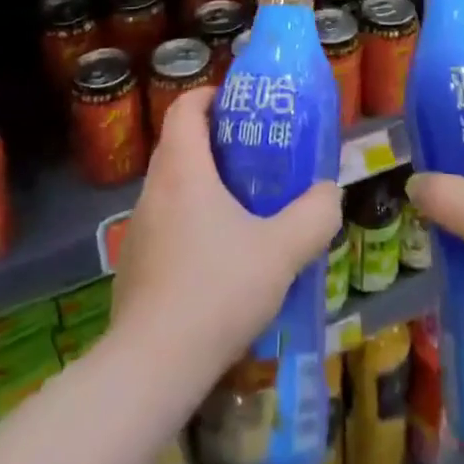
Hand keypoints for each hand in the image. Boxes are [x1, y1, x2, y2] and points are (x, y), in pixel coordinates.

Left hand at [112, 87, 340, 380]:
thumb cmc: (217, 290)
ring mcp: (138, 230)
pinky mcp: (134, 266)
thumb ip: (315, 215)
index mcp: (182, 169)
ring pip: (172, 187)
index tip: (241, 104)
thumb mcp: (282, 250)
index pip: (186, 107)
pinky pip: (165, 225)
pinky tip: (219, 261)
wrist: (152, 367)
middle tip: (257, 156)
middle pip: (179, 144)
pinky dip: (190, 223)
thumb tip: (329, 193)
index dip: (211, 95)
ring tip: (244, 208)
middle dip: (216, 141)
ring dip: (204, 185)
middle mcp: (153, 190)